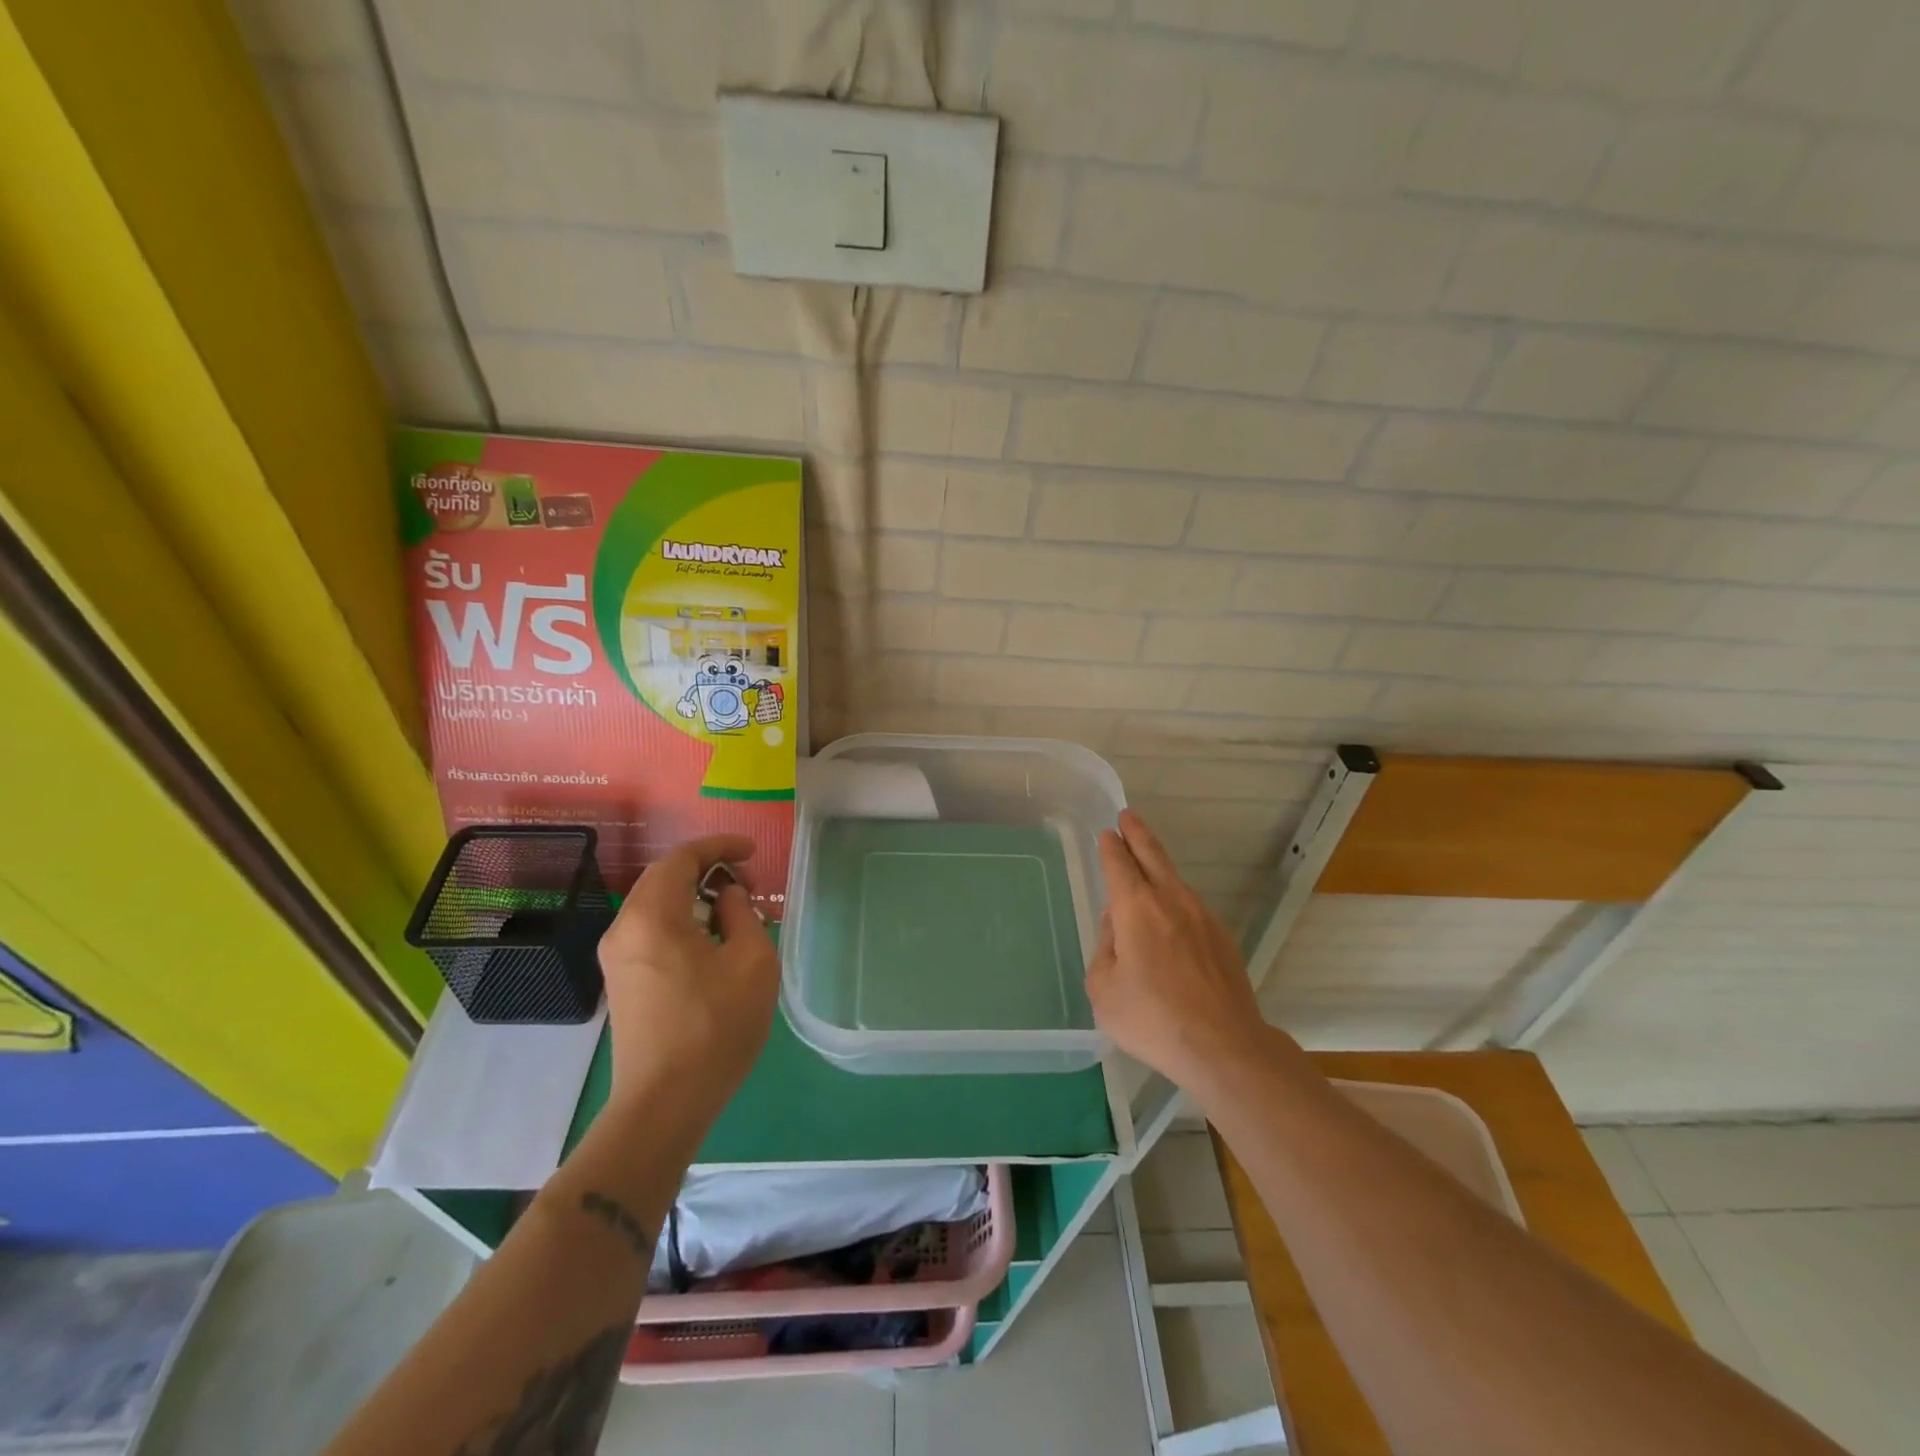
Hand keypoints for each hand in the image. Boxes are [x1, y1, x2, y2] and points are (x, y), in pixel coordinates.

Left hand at [596, 834, 778, 1113]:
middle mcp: (624, 928)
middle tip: (747, 883)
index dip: (719, 847)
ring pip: (655, 903)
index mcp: (653, 917)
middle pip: (663, 877)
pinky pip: (650, 929)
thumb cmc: (715, 1027)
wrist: (664, 1103)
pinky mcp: (620, 980)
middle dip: (706, 868)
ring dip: (693, 894)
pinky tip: (710, 940)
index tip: (752, 851)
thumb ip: (742, 914)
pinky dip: (680, 918)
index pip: (682, 858)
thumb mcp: (751, 962)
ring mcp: (616, 957)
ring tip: (734, 910)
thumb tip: (728, 897)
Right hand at [1086, 810, 1274, 1084]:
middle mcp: (1171, 901)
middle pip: (1152, 856)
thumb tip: (1118, 927)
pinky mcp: (1222, 938)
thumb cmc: (1152, 1018)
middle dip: (1138, 834)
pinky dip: (1174, 898)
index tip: (1107, 834)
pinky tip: (1170, 916)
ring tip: (1145, 862)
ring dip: (1157, 865)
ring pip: (1175, 880)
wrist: (1223, 1046)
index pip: (1119, 864)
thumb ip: (1105, 949)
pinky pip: (1190, 907)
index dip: (1111, 847)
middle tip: (1128, 816)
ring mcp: (1202, 917)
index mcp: (1136, 908)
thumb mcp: (1104, 988)